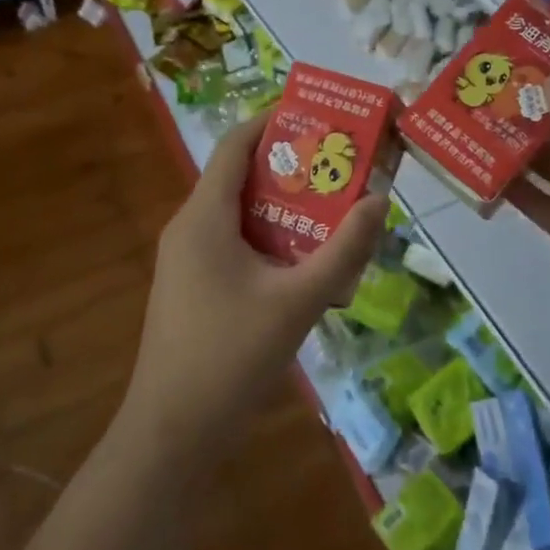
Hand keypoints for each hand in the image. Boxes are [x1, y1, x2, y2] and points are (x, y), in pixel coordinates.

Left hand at [120, 112, 387, 470]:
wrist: (171, 434)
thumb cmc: (230, 356)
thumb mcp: (298, 301)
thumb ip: (342, 250)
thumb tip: (378, 201)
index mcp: (204, 216)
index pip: (235, 145)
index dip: (272, 122)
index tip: (316, 115)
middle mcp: (189, 227)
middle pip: (239, 178)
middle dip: (289, 167)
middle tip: (338, 164)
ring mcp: (186, 260)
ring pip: (238, 215)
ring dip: (281, 208)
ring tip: (331, 208)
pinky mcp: (191, 288)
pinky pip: (232, 245)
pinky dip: (267, 240)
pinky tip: (302, 263)